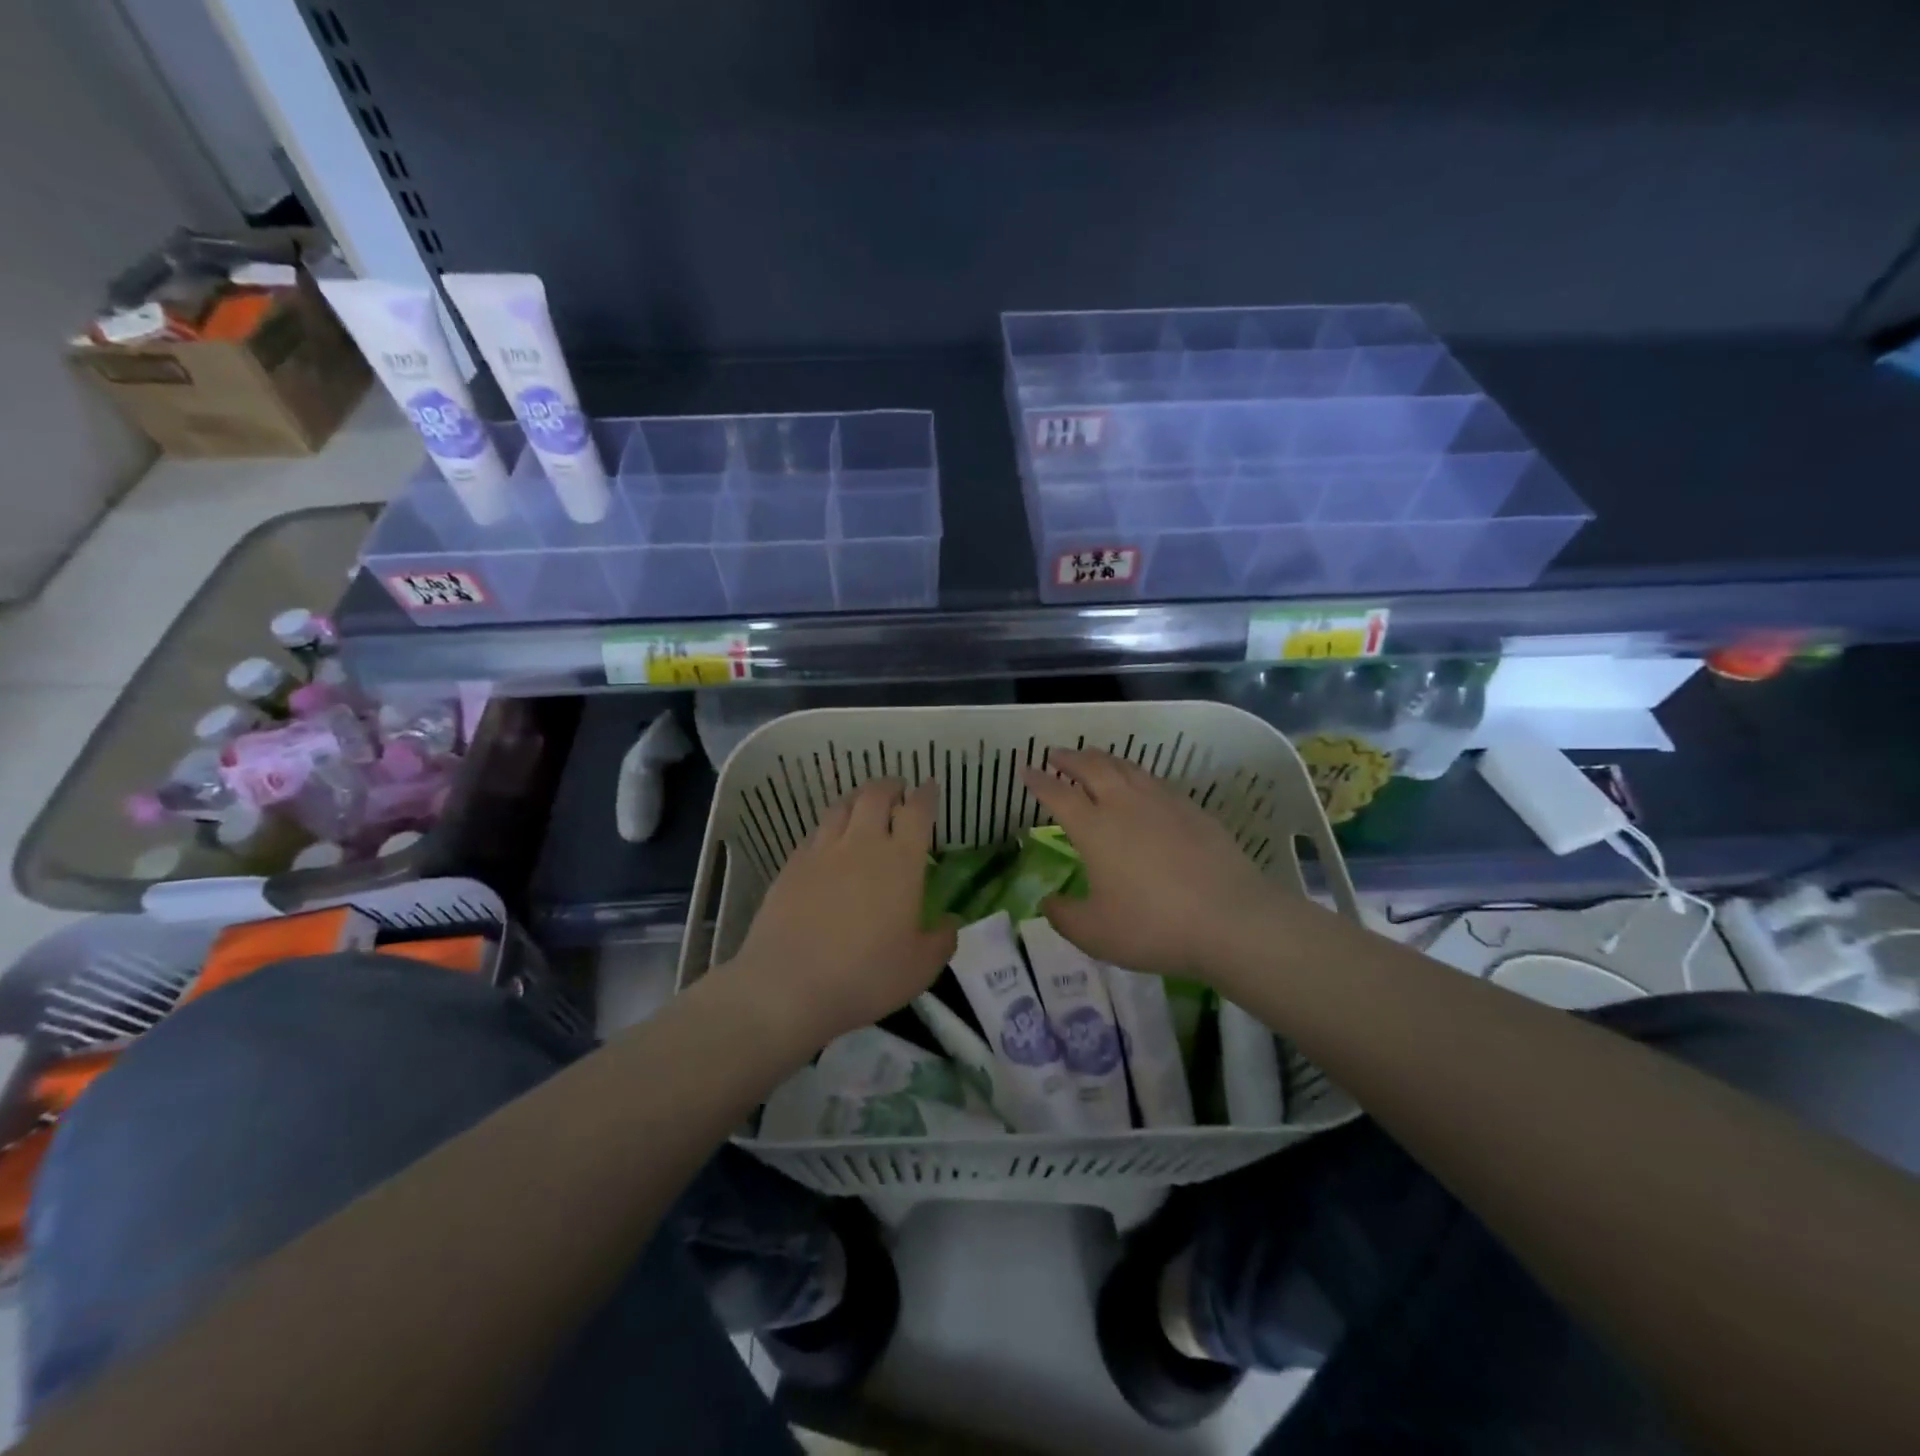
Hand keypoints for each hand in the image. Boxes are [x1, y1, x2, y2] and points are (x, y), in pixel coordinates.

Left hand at [725, 779, 956, 1053]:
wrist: (787, 986)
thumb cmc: (865, 976)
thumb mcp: (920, 968)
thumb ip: (942, 939)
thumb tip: (949, 920)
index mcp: (901, 862)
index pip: (917, 811)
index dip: (926, 794)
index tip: (929, 786)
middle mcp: (862, 844)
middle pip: (876, 795)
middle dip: (891, 786)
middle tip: (898, 791)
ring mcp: (822, 851)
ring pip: (842, 807)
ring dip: (858, 799)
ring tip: (864, 806)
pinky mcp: (792, 865)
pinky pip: (816, 832)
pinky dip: (830, 826)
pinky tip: (829, 840)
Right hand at [1021, 749, 1278, 981]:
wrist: (1230, 919)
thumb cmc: (1152, 926)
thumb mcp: (1095, 933)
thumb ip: (1064, 916)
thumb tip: (1048, 902)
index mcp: (1094, 828)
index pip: (1058, 795)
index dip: (1039, 781)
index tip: (1026, 770)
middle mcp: (1124, 804)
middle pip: (1092, 768)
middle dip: (1070, 758)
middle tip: (1056, 754)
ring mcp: (1162, 802)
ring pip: (1126, 767)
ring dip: (1103, 759)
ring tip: (1094, 759)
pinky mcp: (1193, 810)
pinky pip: (1155, 781)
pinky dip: (1136, 775)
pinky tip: (1140, 785)